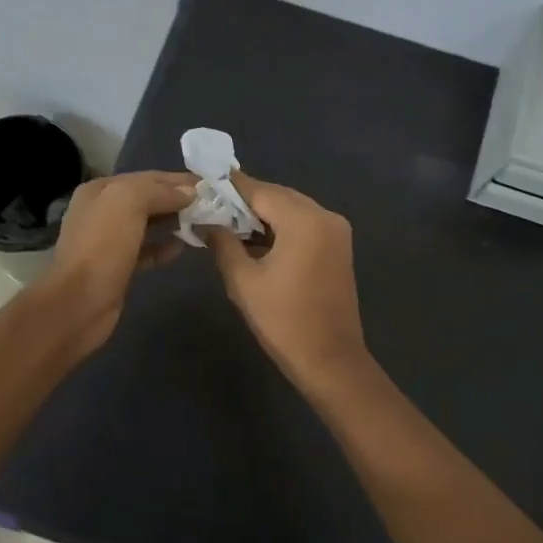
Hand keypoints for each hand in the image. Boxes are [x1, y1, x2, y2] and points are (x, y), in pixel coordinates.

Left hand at [39, 170, 195, 350]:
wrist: (79, 303)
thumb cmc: (103, 246)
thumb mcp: (128, 203)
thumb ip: (159, 191)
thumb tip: (189, 192)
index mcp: (100, 190)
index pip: (146, 177)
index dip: (177, 179)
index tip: (209, 185)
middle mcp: (101, 211)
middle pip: (147, 199)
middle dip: (177, 199)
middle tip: (211, 204)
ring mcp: (108, 241)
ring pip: (147, 224)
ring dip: (173, 221)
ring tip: (202, 223)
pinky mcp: (117, 267)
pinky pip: (146, 250)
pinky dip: (163, 247)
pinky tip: (181, 248)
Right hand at [205, 174, 371, 388]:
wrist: (330, 360)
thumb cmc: (283, 321)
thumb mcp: (243, 281)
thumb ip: (223, 243)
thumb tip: (207, 222)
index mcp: (304, 220)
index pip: (261, 191)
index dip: (231, 187)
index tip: (205, 182)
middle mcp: (325, 216)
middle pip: (279, 196)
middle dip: (246, 201)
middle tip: (212, 206)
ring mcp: (336, 232)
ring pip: (292, 210)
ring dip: (263, 215)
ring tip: (228, 223)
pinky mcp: (338, 248)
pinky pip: (305, 225)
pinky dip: (281, 228)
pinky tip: (255, 239)